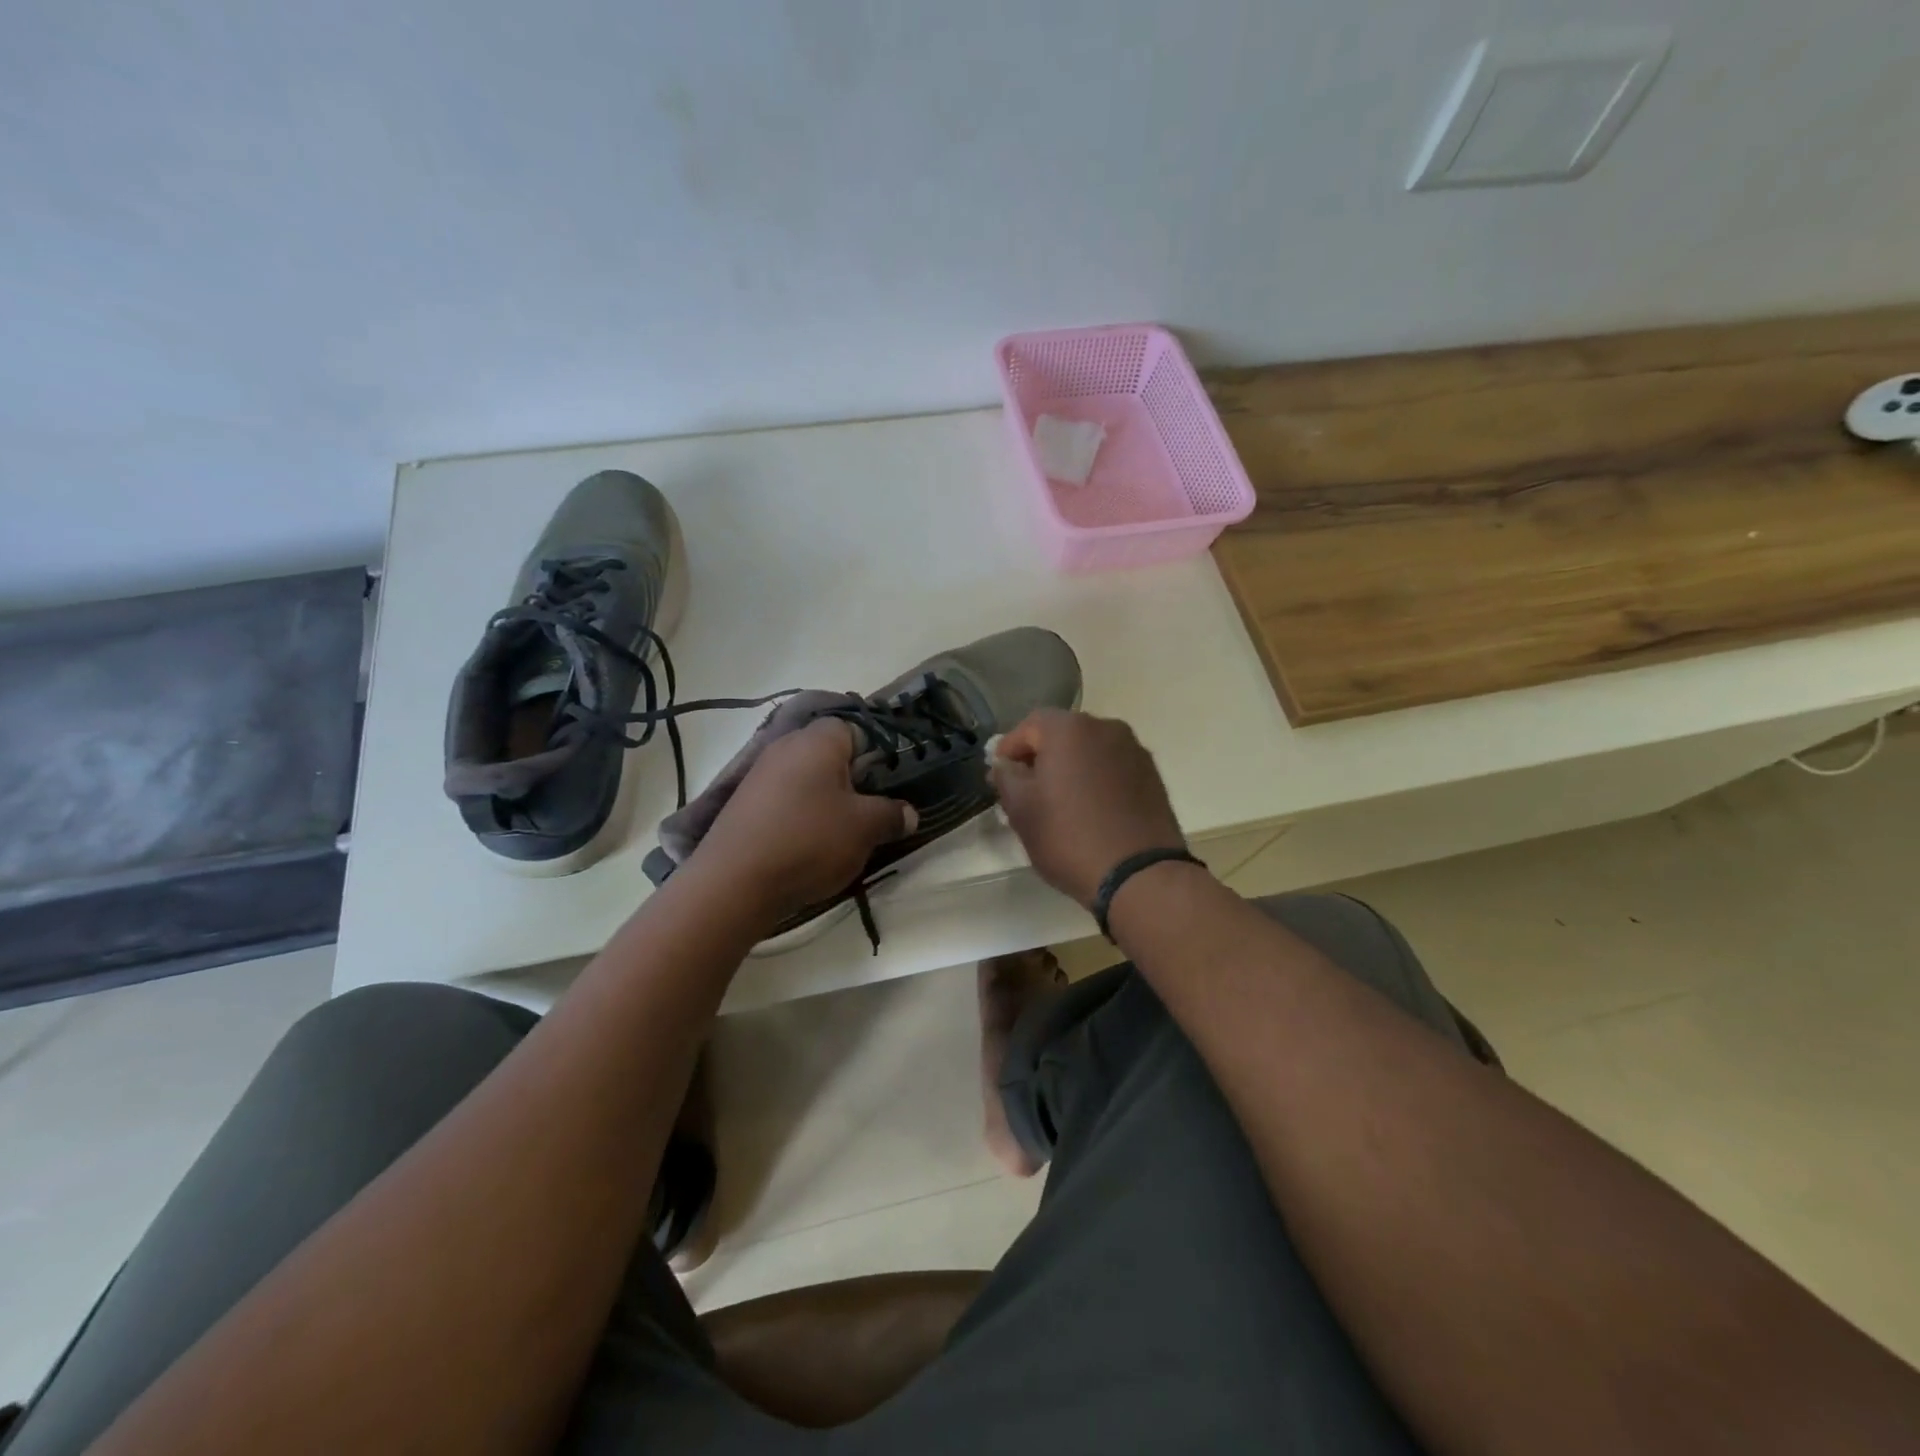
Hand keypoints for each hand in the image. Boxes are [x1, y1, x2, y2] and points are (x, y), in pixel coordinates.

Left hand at [690, 718, 916, 927]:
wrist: (734, 882)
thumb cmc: (809, 840)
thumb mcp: (865, 829)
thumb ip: (891, 815)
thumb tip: (909, 813)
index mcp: (818, 739)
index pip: (856, 728)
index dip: (876, 754)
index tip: (888, 784)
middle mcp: (786, 745)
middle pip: (829, 753)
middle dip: (851, 779)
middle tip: (869, 810)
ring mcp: (759, 774)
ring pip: (806, 778)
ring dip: (825, 800)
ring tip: (840, 833)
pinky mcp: (743, 803)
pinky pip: (783, 799)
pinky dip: (799, 815)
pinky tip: (807, 843)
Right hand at [990, 708, 1185, 909]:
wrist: (1140, 875)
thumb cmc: (1069, 837)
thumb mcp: (1022, 810)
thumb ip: (1006, 777)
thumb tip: (1005, 764)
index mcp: (1070, 728)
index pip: (1028, 726)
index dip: (1009, 750)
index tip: (998, 777)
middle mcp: (1106, 728)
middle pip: (1062, 734)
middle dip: (1040, 757)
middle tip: (1025, 790)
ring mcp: (1134, 750)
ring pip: (1089, 751)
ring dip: (1070, 768)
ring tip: (1059, 802)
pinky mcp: (1152, 775)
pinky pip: (1112, 768)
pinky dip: (1096, 780)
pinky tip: (1089, 810)